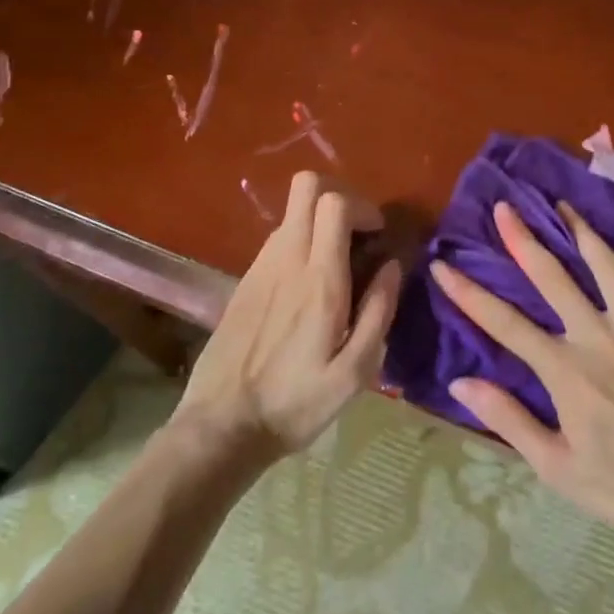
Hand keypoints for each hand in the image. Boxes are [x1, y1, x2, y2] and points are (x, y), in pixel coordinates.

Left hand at [174, 172, 399, 460]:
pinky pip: (278, 238)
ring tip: (338, 263)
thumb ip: (379, 312)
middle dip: (340, 196)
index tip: (377, 235)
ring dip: (320, 222)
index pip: (334, 203)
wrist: (221, 426)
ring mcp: (260, 266)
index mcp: (318, 279)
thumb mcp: (354, 372)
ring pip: (292, 212)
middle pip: (306, 186)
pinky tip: (308, 286)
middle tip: (359, 234)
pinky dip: (301, 242)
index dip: (362, 206)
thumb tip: (392, 265)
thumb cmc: (294, 403)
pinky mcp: (244, 279)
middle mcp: (287, 259)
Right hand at [433, 199, 613, 546]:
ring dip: (585, 233)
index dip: (468, 293)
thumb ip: (508, 420)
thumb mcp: (555, 467)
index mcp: (564, 369)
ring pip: (611, 267)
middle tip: (506, 207)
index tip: (443, 265)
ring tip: (566, 206)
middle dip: (523, 239)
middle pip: (553, 277)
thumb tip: (460, 382)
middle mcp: (599, 336)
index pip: (504, 323)